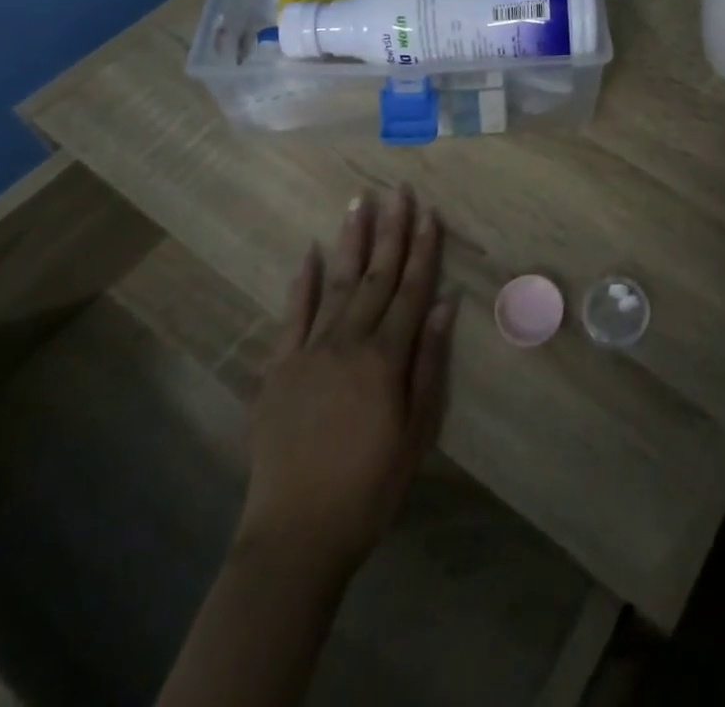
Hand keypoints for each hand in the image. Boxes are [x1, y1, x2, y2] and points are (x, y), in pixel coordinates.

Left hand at [239, 186, 455, 573]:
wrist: (296, 535)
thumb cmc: (370, 486)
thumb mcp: (418, 430)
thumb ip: (430, 362)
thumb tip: (446, 302)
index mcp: (386, 357)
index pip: (411, 289)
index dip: (423, 248)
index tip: (429, 211)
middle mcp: (349, 342)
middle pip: (377, 276)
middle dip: (391, 230)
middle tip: (397, 189)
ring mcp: (309, 352)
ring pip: (337, 284)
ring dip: (352, 242)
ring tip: (359, 202)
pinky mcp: (278, 369)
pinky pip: (292, 316)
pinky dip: (303, 283)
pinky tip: (311, 254)